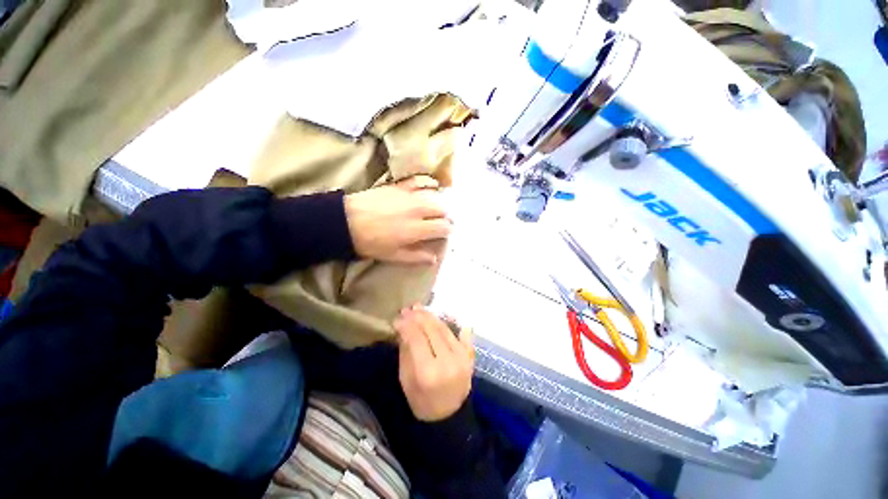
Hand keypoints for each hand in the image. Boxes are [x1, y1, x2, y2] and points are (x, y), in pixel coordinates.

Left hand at [344, 176, 451, 264]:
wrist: (347, 221)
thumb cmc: (370, 242)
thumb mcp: (394, 255)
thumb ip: (417, 256)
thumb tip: (434, 258)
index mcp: (418, 228)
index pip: (443, 227)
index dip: (447, 231)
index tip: (444, 234)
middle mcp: (418, 209)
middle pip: (443, 209)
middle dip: (445, 217)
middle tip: (439, 222)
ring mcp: (410, 195)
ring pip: (435, 195)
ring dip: (438, 203)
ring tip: (435, 208)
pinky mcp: (400, 186)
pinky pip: (420, 181)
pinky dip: (428, 184)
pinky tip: (429, 188)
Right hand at [394, 306, 474, 421]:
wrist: (448, 416)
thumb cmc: (421, 401)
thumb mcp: (405, 379)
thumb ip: (406, 351)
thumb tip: (404, 327)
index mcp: (428, 372)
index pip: (416, 338)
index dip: (406, 324)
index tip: (397, 318)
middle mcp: (447, 361)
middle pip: (432, 329)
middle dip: (418, 316)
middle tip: (408, 309)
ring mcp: (462, 357)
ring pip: (445, 328)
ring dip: (431, 316)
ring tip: (420, 309)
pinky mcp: (470, 356)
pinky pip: (461, 333)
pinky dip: (452, 323)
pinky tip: (443, 314)